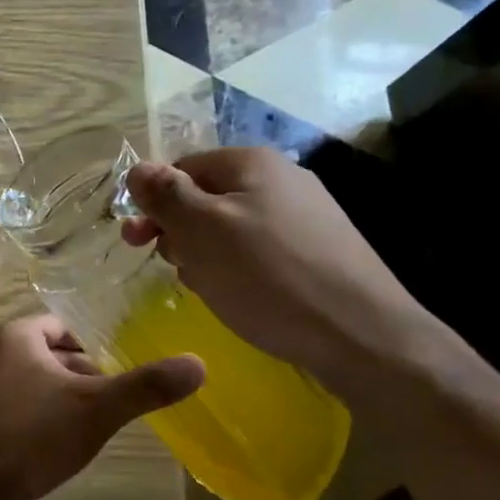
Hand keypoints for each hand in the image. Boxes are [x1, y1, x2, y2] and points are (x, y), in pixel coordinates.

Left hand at [0, 315, 203, 499]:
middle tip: (118, 396)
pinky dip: (47, 414)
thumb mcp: (97, 407)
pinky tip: (67, 440)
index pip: (65, 325)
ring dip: (67, 395)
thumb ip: (146, 386)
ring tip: (100, 420)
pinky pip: (24, 404)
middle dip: (85, 372)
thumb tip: (199, 363)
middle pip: (52, 352)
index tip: (124, 365)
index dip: (97, 343)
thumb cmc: (35, 434)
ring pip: (38, 380)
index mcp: (16, 335)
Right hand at [122, 148, 438, 393]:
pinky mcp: (321, 251)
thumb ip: (165, 195)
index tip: (137, 242)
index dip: (154, 203)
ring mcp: (306, 215)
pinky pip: (261, 251)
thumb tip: (138, 168)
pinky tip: (245, 298)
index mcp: (251, 163)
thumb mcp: (201, 231)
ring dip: (207, 255)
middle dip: (181, 232)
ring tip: (212, 288)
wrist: (362, 336)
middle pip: (206, 198)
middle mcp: (282, 179)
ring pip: (231, 229)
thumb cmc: (268, 276)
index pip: (180, 168)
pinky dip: (241, 270)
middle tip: (177, 268)